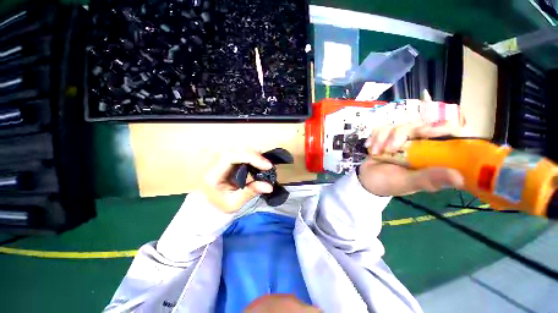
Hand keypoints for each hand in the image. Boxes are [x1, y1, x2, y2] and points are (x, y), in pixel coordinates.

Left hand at [201, 149, 273, 212]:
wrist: (207, 204)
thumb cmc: (219, 205)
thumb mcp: (234, 203)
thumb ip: (250, 192)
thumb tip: (269, 186)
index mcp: (212, 173)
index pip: (230, 156)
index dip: (250, 157)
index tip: (266, 165)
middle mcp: (213, 162)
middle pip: (235, 149)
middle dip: (254, 155)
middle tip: (267, 165)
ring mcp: (218, 158)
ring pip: (237, 148)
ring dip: (252, 153)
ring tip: (263, 163)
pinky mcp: (224, 158)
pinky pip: (239, 151)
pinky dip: (250, 155)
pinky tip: (257, 161)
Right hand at [358, 122, 464, 195]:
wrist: (366, 179)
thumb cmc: (389, 183)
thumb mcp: (408, 183)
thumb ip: (429, 178)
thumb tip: (460, 178)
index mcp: (434, 155)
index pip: (452, 135)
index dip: (446, 129)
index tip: (430, 132)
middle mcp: (422, 144)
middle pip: (421, 125)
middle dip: (402, 134)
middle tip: (391, 147)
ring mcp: (403, 139)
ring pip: (400, 125)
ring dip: (384, 138)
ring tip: (378, 153)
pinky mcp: (388, 137)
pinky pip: (383, 128)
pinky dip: (375, 137)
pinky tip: (370, 147)